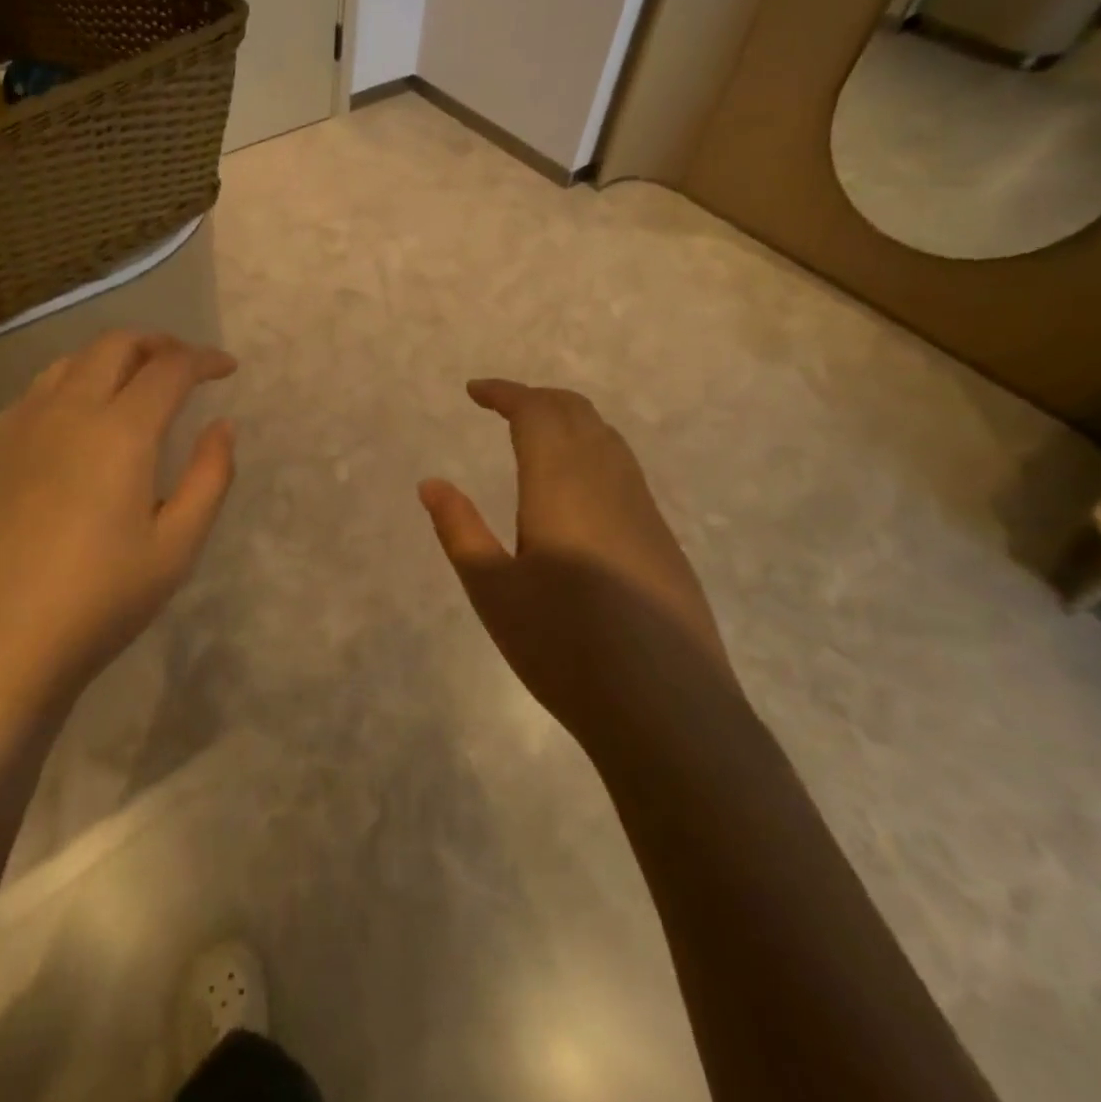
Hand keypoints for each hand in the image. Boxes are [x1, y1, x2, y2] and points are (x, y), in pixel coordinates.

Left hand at [0, 332, 236, 706]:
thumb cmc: (97, 602)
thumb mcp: (176, 547)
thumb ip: (210, 478)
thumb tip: (222, 426)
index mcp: (118, 432)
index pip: (170, 368)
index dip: (204, 359)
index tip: (226, 368)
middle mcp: (63, 411)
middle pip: (114, 346)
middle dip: (157, 344)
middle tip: (182, 364)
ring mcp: (14, 428)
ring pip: (67, 365)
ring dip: (109, 361)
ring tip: (131, 386)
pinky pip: (31, 398)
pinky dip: (67, 391)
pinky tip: (73, 428)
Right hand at [419, 380, 732, 734]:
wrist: (668, 710)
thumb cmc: (565, 648)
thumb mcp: (493, 592)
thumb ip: (460, 530)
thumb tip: (432, 484)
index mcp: (562, 486)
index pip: (536, 412)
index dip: (505, 393)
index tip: (474, 391)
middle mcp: (608, 483)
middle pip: (577, 413)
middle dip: (537, 398)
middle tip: (501, 405)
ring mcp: (644, 510)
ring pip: (607, 438)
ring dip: (568, 420)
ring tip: (535, 435)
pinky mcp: (663, 539)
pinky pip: (624, 468)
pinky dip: (592, 450)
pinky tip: (577, 488)